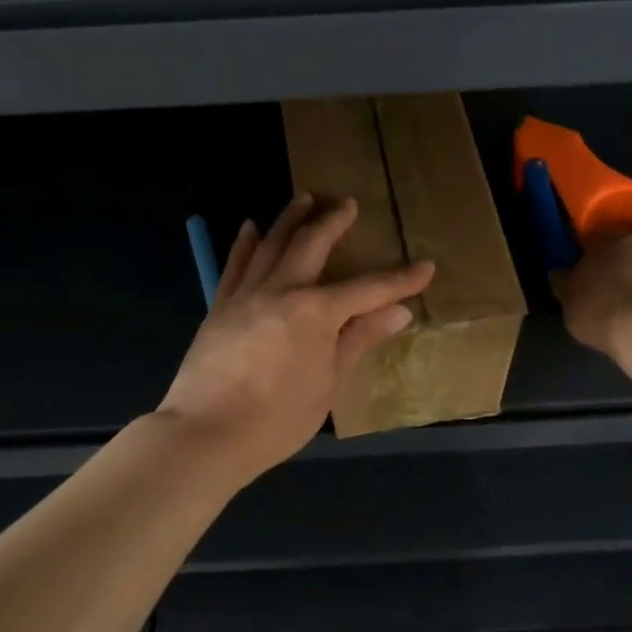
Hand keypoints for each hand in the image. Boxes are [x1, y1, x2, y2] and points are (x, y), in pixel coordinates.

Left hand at [158, 195, 435, 481]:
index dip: (400, 280)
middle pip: (312, 245)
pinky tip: (250, 227)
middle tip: (347, 204)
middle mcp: (282, 290)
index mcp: (316, 311)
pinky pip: (235, 266)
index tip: (425, 266)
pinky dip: (245, 244)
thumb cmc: (278, 418)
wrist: (206, 433)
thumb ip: (359, 340)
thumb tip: (399, 312)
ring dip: (290, 219)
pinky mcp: (220, 307)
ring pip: (271, 245)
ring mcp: (246, 295)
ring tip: (303, 199)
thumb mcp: (329, 383)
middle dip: (333, 222)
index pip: (369, 289)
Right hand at [552, 234, 631, 357]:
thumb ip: (564, 280)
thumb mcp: (568, 297)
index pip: (594, 239)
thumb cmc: (599, 310)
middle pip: (626, 248)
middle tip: (605, 281)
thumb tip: (560, 271)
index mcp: (609, 240)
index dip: (587, 253)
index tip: (580, 266)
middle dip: (617, 260)